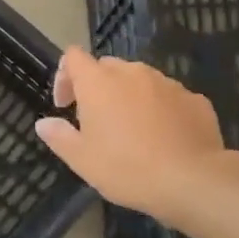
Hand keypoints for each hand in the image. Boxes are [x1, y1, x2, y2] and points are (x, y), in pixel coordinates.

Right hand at [34, 48, 238, 229]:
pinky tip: (163, 137)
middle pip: (107, 67)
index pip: (73, 57)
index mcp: (99, 83)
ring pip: (140, 80)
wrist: (191, 180)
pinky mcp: (194, 99)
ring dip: (129, 97)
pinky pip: (168, 97)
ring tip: (132, 131)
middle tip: (96, 121)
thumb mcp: (81, 159)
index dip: (64, 76)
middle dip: (98, 87)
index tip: (65, 105)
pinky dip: (159, 109)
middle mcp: (132, 73)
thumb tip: (44, 123)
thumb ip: (59, 136)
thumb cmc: (126, 168)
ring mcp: (167, 83)